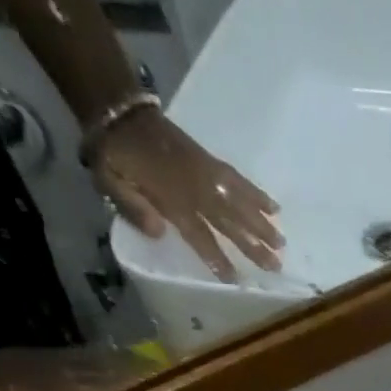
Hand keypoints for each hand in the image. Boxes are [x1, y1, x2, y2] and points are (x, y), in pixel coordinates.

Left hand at [94, 108, 283, 283]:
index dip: (216, 257)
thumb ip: (132, 208)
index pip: (199, 234)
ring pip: (239, 202)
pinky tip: (275, 208)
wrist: (121, 111)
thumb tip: (160, 232)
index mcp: (170, 199)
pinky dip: (257, 194)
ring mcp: (206, 173)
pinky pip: (238, 180)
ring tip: (282, 243)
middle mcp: (195, 189)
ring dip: (262, 224)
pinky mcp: (211, 162)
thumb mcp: (109, 182)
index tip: (234, 278)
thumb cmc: (115, 155)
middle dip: (253, 245)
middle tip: (275, 265)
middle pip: (229, 222)